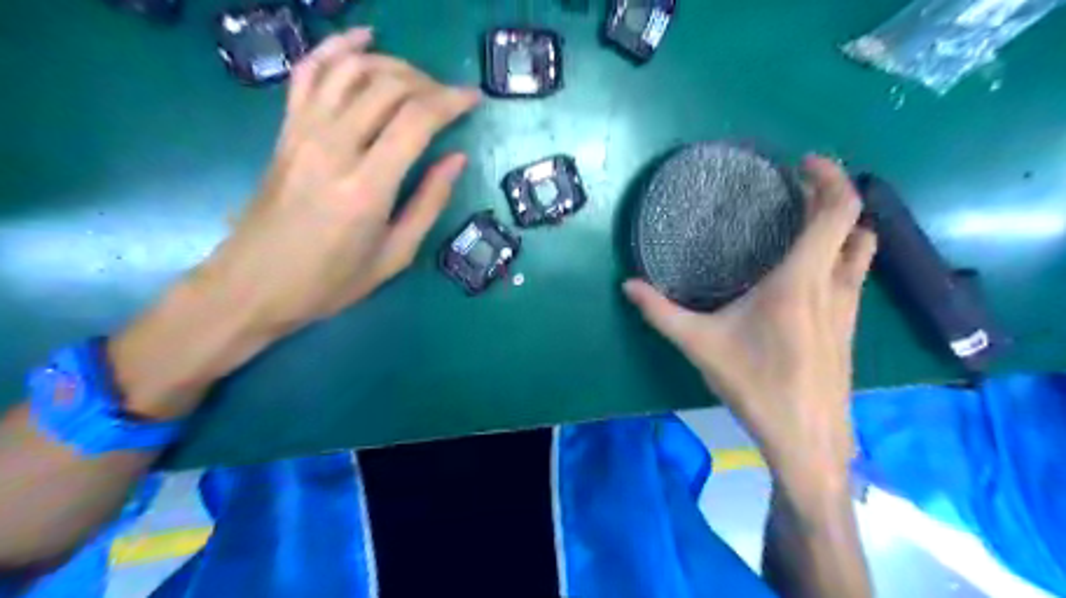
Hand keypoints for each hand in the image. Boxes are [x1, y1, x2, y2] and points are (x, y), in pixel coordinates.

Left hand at [206, 28, 479, 332]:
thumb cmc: (330, 282)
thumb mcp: (394, 256)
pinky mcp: (285, 130)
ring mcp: (303, 133)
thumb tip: (456, 159)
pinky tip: (363, 38)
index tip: (474, 99)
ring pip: (352, 70)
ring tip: (418, 79)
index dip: (451, 102)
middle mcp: (333, 148)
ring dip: (392, 64)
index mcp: (367, 188)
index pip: (416, 120)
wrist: (252, 285)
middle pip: (387, 87)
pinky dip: (337, 47)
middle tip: (449, 99)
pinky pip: (310, 72)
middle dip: (428, 83)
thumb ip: (429, 203)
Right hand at [626, 156, 873, 487]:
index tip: (803, 163)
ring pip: (861, 251)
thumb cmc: (756, 386)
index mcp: (801, 280)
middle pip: (856, 223)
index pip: (838, 211)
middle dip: (834, 195)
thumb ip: (660, 312)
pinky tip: (807, 272)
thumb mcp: (700, 345)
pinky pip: (853, 276)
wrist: (807, 439)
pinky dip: (840, 256)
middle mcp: (835, 286)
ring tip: (804, 222)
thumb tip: (627, 285)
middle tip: (798, 189)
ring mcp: (849, 308)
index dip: (831, 177)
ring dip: (841, 227)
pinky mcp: (849, 328)